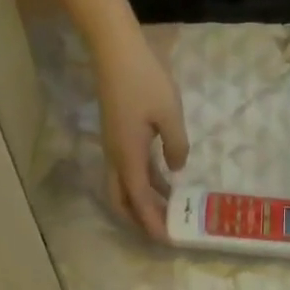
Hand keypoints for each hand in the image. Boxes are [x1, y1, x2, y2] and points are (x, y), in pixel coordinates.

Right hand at [95, 33, 188, 240]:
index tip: (166, 240)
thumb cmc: (144, 79)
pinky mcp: (116, 135)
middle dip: (139, 220)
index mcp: (128, 155)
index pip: (139, 200)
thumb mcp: (170, 113)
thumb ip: (176, 145)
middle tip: (162, 230)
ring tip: (168, 211)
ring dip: (143, 202)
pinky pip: (128, 170)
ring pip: (124, 186)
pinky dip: (143, 182)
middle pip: (122, 201)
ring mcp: (113, 146)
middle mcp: (116, 157)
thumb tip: (175, 168)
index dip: (152, 222)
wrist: (114, 49)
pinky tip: (163, 181)